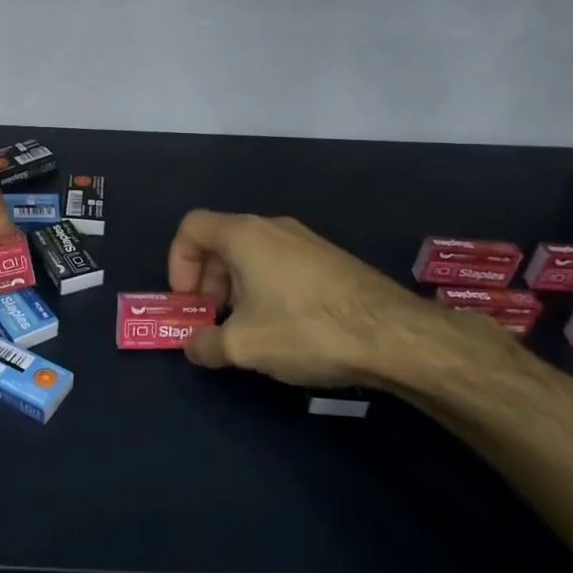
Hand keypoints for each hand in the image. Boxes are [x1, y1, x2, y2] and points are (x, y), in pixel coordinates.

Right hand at [169, 210, 509, 393]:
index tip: (188, 302)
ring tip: (247, 329)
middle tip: (213, 320)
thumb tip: (195, 346)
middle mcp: (273, 227)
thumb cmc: (306, 329)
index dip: (177, 263)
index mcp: (244, 235)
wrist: (394, 334)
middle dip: (206, 281)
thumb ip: (206, 345)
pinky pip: (280, 265)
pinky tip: (284, 328)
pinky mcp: (329, 260)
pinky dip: (265, 289)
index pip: (191, 227)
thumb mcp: (244, 346)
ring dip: (236, 289)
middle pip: (220, 242)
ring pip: (252, 255)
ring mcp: (305, 241)